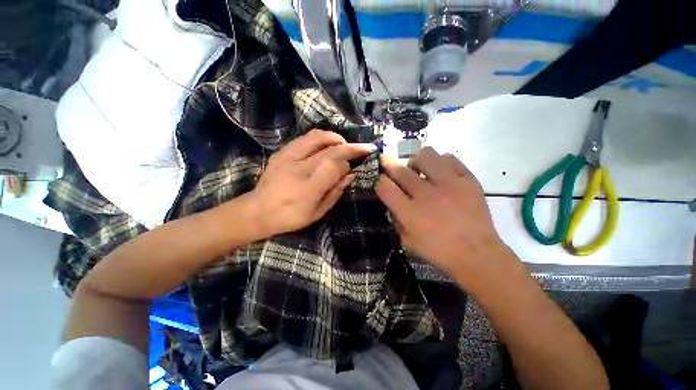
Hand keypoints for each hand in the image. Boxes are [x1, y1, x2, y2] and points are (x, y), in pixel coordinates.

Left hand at [249, 129, 374, 236]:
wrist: (257, 211)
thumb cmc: (290, 217)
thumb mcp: (317, 213)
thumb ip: (335, 193)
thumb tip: (351, 175)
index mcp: (308, 189)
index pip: (335, 166)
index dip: (348, 165)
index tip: (352, 169)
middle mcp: (299, 169)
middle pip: (331, 150)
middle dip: (351, 147)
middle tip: (364, 148)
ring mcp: (288, 157)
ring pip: (318, 137)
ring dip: (336, 138)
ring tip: (344, 144)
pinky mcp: (281, 152)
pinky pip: (305, 138)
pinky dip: (321, 138)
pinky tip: (327, 145)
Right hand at [376, 147, 510, 280]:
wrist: (477, 254)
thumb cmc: (438, 251)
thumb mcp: (407, 241)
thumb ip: (395, 219)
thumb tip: (391, 198)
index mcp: (410, 213)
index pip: (385, 186)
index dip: (379, 181)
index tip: (381, 180)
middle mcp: (426, 195)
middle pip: (400, 169)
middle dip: (389, 164)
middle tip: (389, 164)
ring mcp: (449, 184)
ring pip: (425, 155)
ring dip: (416, 161)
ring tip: (419, 170)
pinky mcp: (468, 180)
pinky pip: (449, 158)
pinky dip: (440, 163)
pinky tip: (440, 173)